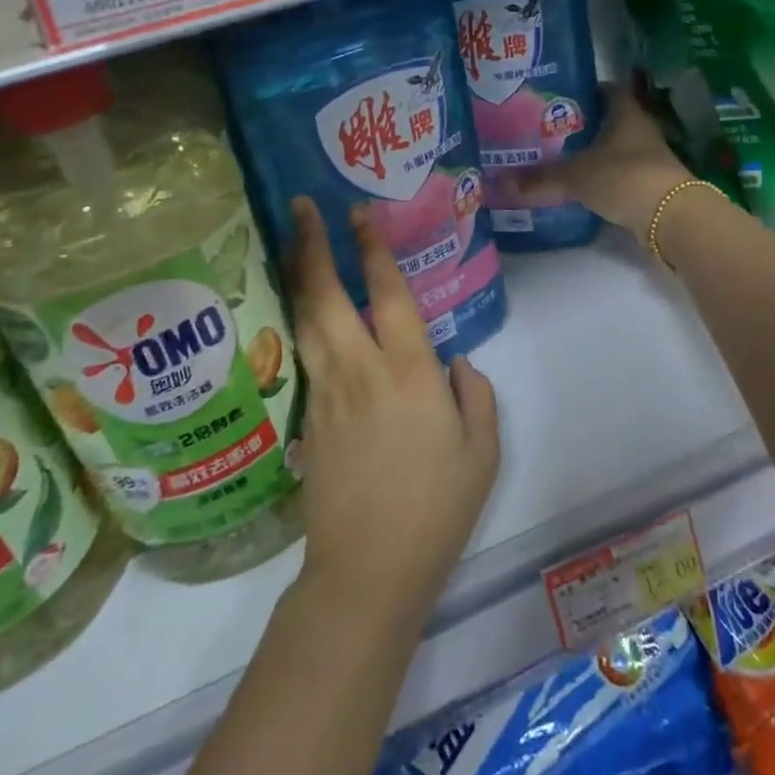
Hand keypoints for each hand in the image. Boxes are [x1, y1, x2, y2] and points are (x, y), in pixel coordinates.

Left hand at [284, 197, 499, 629]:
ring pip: (304, 319)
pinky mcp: (307, 417)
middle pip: (327, 294)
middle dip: (313, 244)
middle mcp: (362, 370)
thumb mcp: (482, 452)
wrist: (368, 569)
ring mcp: (327, 393)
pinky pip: (302, 353)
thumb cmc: (437, 508)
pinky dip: (297, 318)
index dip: (373, 248)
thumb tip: (456, 364)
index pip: (388, 293)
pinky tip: (299, 307)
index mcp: (410, 372)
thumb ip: (475, 396)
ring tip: (292, 240)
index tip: (358, 213)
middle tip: (301, 205)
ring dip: (297, 273)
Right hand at [516, 85, 691, 234]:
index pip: (604, 89)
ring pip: (611, 148)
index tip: (553, 97)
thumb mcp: (576, 177)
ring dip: (589, 152)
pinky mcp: (646, 184)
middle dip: (578, 124)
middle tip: (543, 128)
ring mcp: (646, 158)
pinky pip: (616, 174)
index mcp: (625, 113)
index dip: (581, 90)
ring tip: (553, 156)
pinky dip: (598, 177)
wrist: (672, 219)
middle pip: (606, 120)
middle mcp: (638, 130)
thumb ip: (538, 179)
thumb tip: (497, 183)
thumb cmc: (625, 178)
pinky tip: (576, 185)